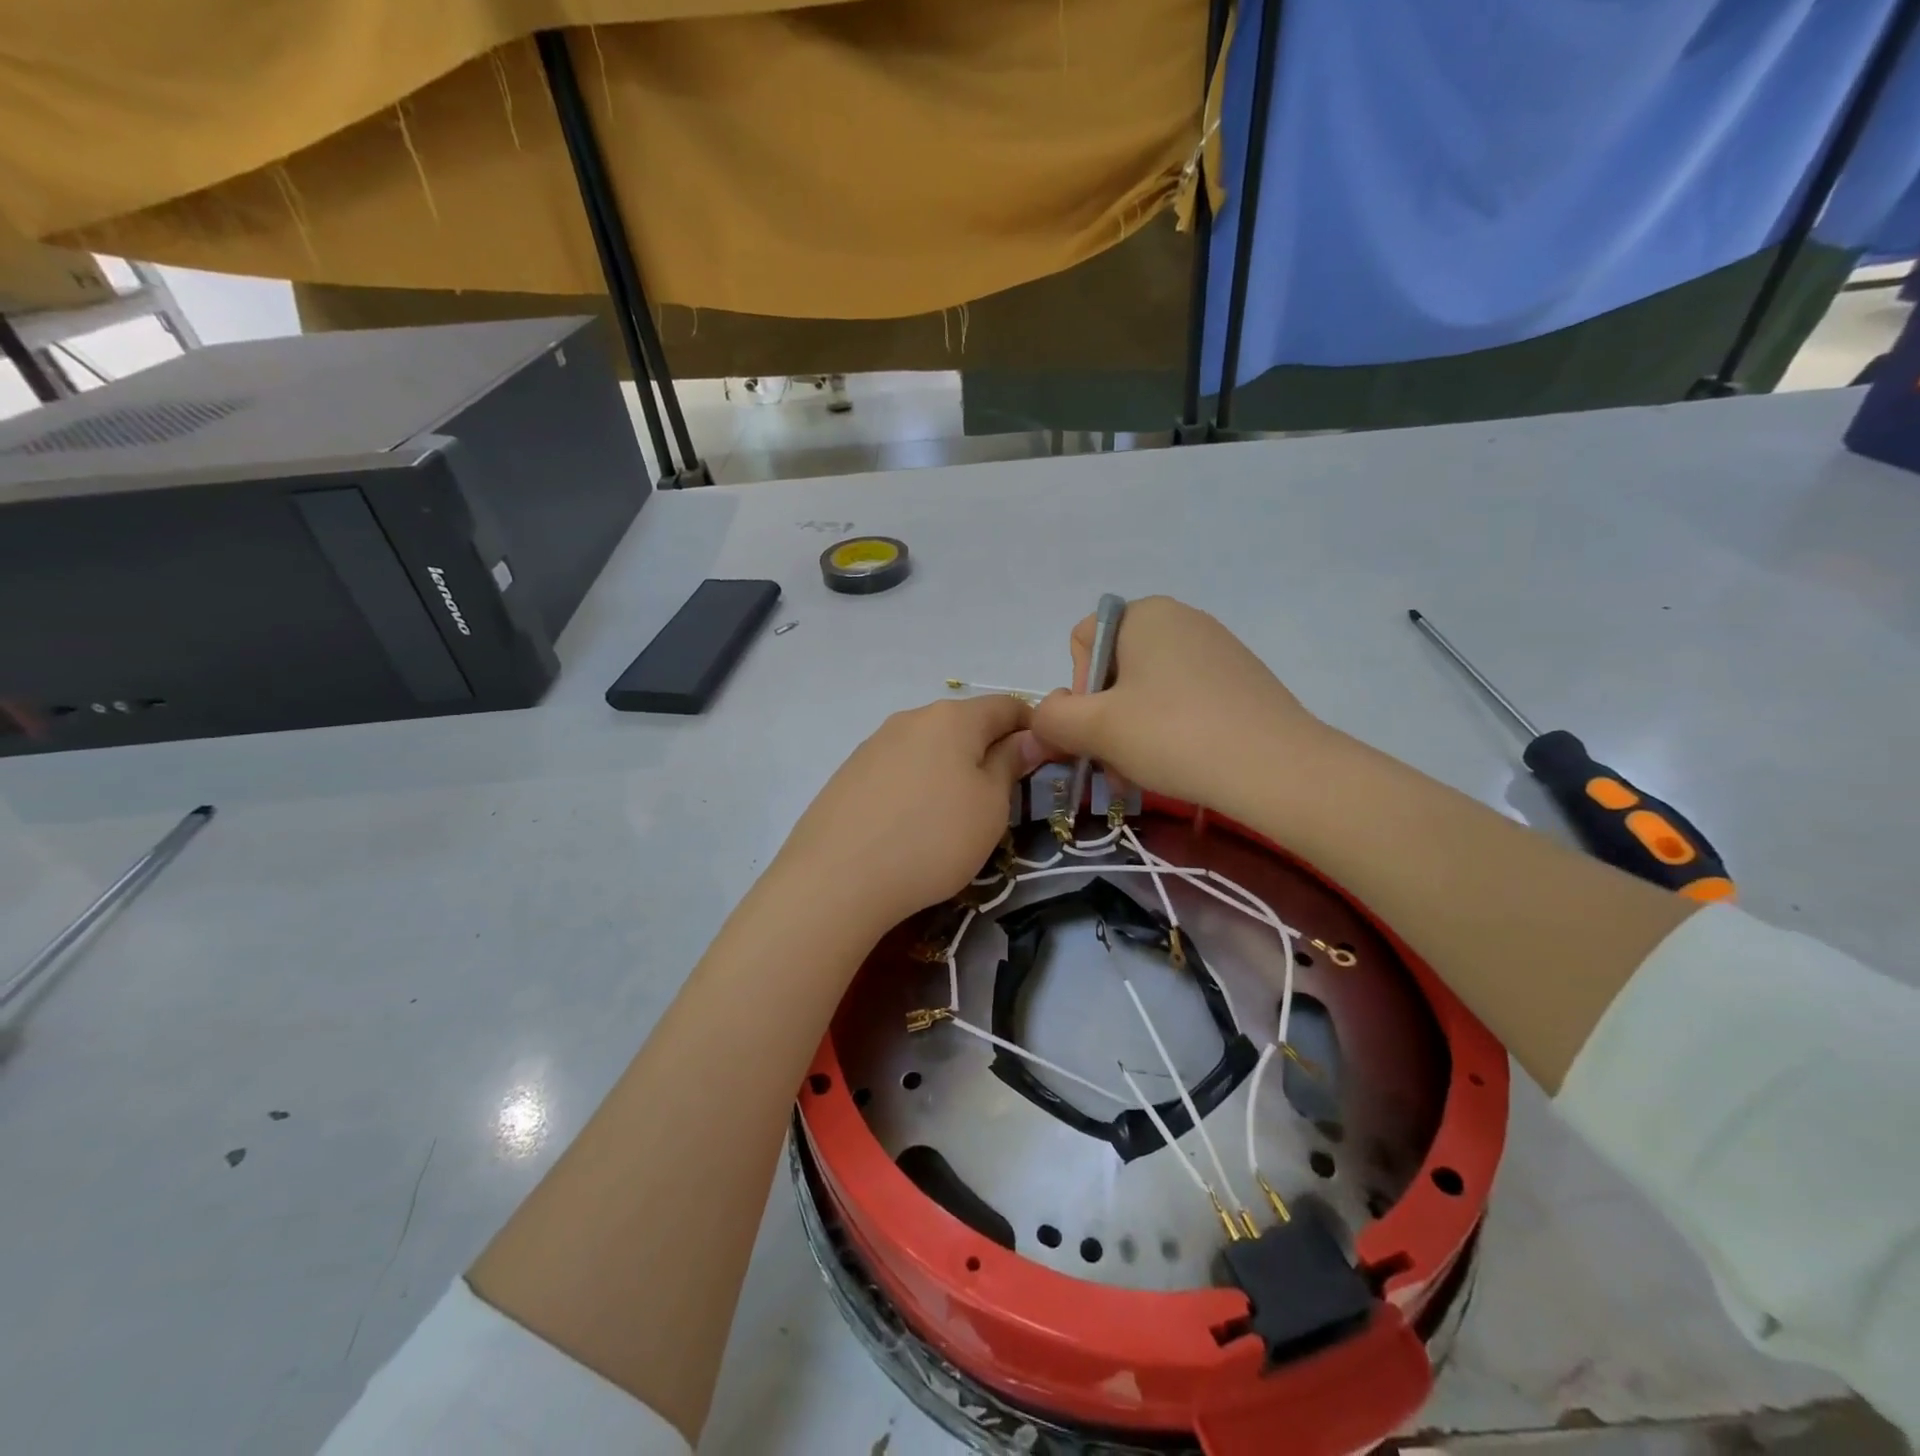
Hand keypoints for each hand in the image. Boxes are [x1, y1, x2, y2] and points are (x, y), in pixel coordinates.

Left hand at [775, 695, 1039, 932]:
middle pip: (964, 724)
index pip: (1007, 706)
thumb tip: (1028, 737)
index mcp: (953, 717)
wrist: (837, 879)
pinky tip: (912, 824)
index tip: (1046, 762)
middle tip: (1002, 797)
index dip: (1033, 729)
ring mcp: (874, 744)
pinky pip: (899, 770)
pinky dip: (918, 786)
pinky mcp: (849, 774)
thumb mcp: (991, 805)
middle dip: (989, 751)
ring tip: (954, 817)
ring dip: (951, 769)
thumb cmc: (933, 839)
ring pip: (929, 747)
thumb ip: (1011, 763)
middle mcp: (911, 718)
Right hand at [1033, 596, 1327, 815]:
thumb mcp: (1096, 728)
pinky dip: (1170, 731)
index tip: (1098, 726)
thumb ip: (1052, 718)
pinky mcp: (1240, 680)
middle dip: (1105, 718)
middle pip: (1114, 669)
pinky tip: (1180, 764)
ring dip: (1132, 732)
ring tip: (1144, 772)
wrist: (1277, 768)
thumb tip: (1044, 717)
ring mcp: (1216, 649)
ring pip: (1147, 691)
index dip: (1078, 688)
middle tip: (1116, 762)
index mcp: (1145, 613)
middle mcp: (1181, 619)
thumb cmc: (1174, 735)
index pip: (1082, 642)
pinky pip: (1184, 700)